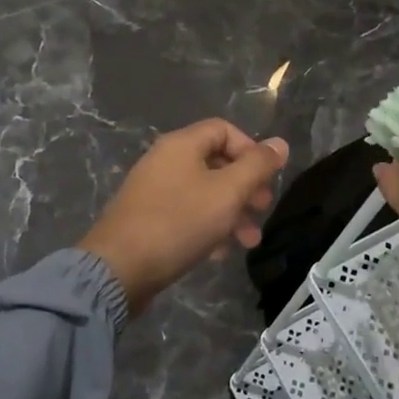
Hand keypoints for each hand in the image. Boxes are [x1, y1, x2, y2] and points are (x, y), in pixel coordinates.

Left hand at [78, 119, 290, 314]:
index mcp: (181, 145)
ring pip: (203, 192)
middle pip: (215, 162)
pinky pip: (186, 214)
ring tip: (249, 240)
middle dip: (245, 185)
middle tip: (263, 208)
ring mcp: (153, 191)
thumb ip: (256, 166)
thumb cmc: (178, 223)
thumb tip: (279, 143)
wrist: (119, 269)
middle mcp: (164, 160)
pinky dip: (208, 226)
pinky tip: (220, 252)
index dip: (250, 149)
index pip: (223, 129)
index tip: (266, 177)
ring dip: (231, 211)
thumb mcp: (227, 193)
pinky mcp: (147, 219)